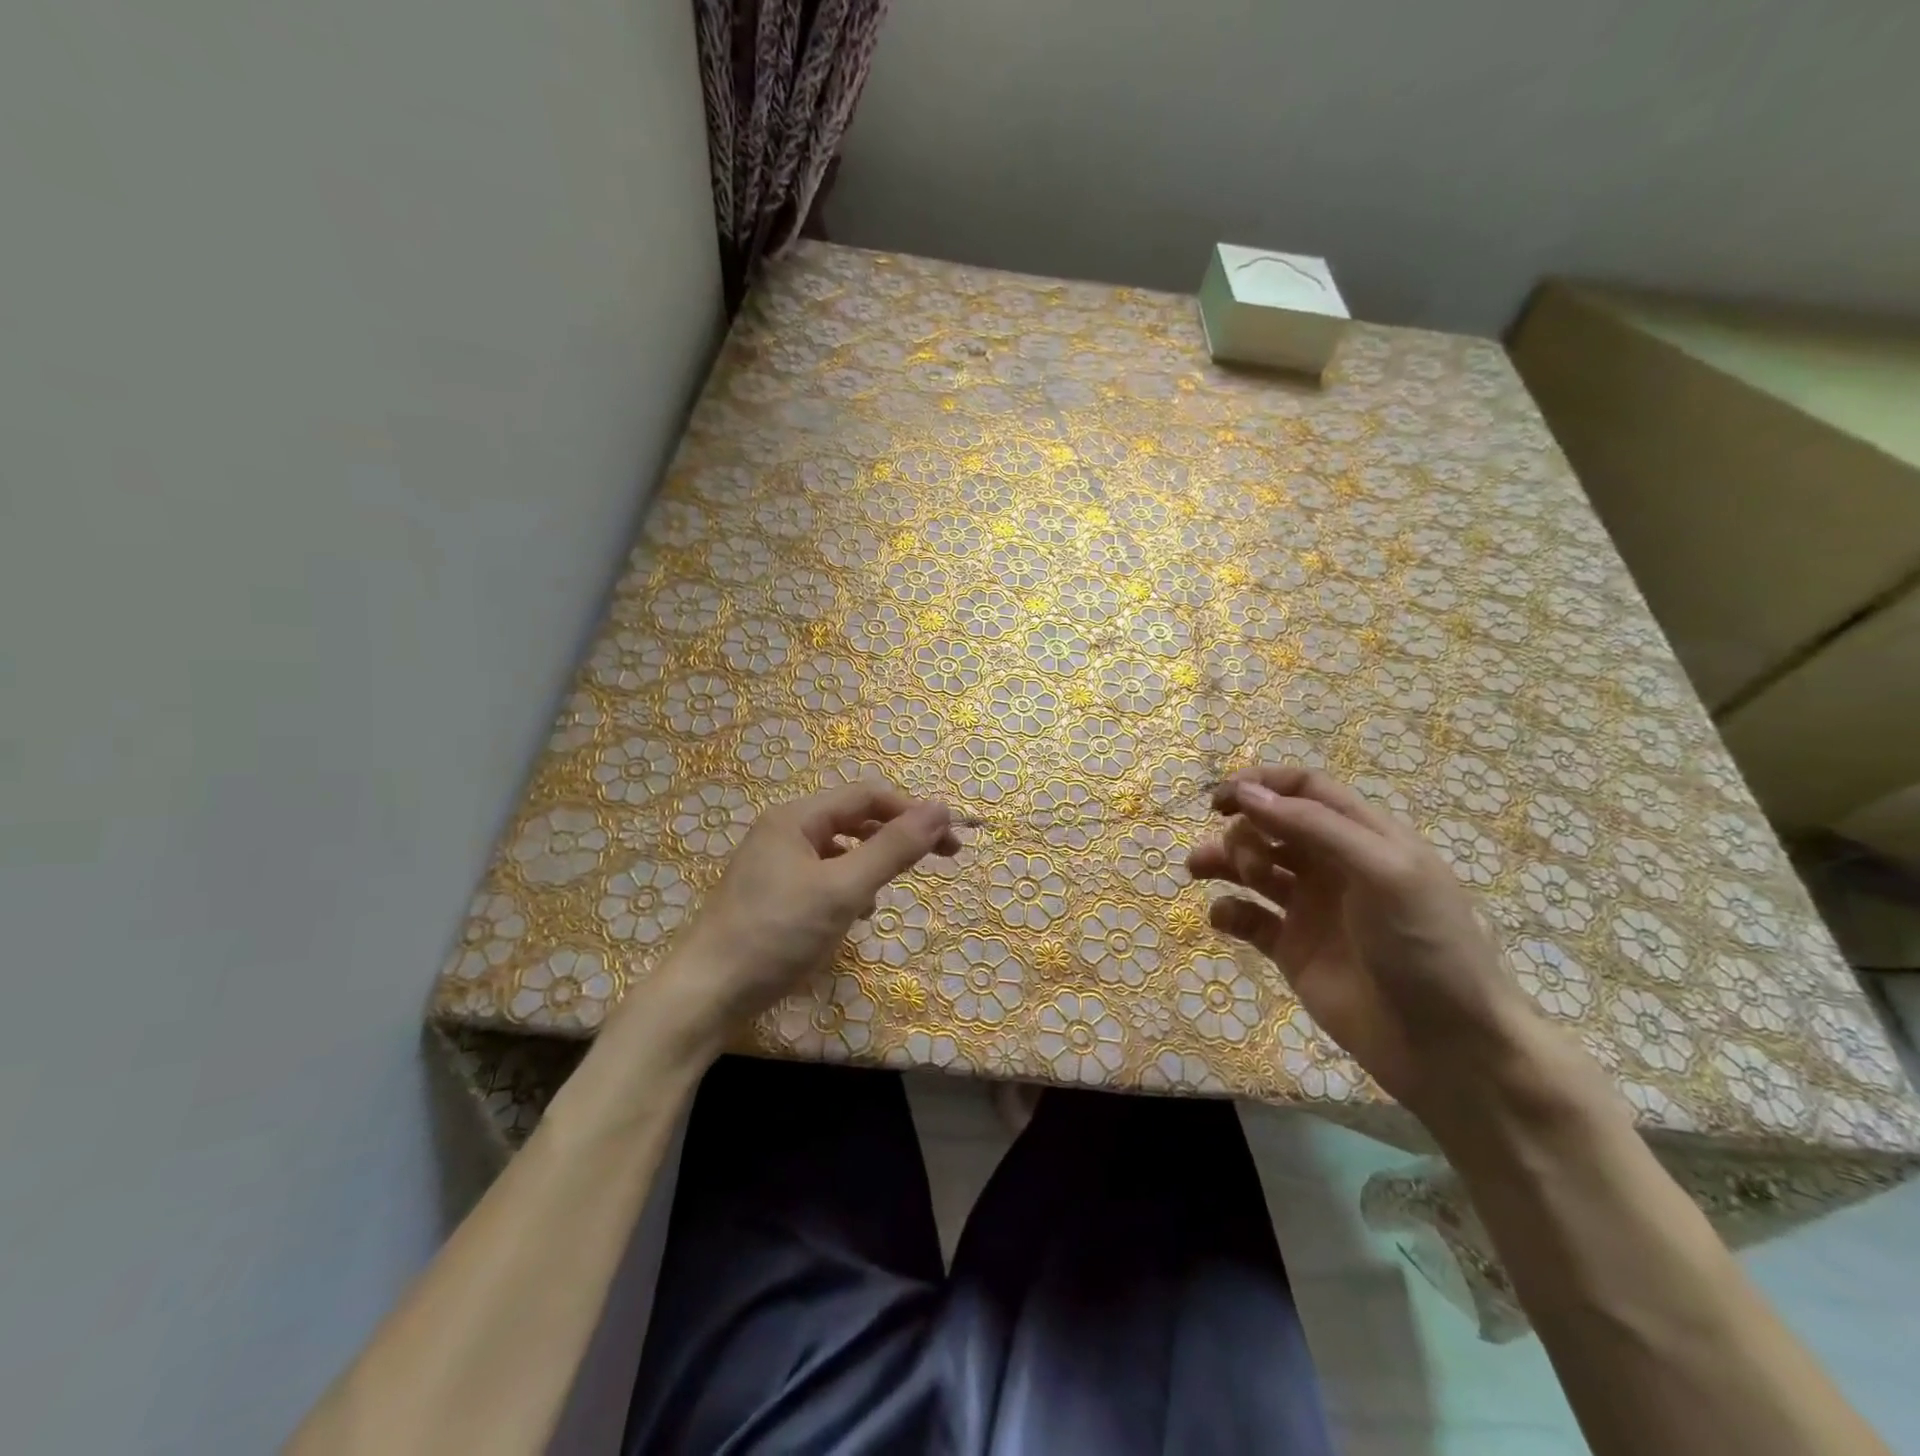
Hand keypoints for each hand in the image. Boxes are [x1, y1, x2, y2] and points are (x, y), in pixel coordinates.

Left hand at [642, 781, 958, 1054]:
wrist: (706, 995)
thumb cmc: (777, 935)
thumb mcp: (843, 890)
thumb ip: (893, 848)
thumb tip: (941, 808)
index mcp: (797, 817)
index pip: (868, 795)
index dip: (913, 811)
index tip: (950, 839)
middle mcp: (784, 830)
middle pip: (855, 818)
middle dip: (898, 836)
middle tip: (942, 858)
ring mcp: (775, 863)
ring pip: (840, 849)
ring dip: (874, 862)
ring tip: (891, 891)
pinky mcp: (772, 894)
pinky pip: (823, 875)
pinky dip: (849, 886)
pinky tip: (856, 914)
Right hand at [1189, 765, 1573, 1134]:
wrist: (1449, 1048)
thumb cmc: (1425, 946)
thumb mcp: (1383, 872)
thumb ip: (1314, 828)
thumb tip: (1246, 792)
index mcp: (1365, 838)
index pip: (1306, 790)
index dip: (1263, 783)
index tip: (1220, 797)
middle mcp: (1334, 866)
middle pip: (1272, 826)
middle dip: (1242, 829)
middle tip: (1237, 857)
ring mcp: (1311, 909)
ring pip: (1253, 867)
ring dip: (1223, 860)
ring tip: (1198, 869)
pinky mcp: (1293, 950)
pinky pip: (1248, 918)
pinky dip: (1228, 910)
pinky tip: (1223, 917)